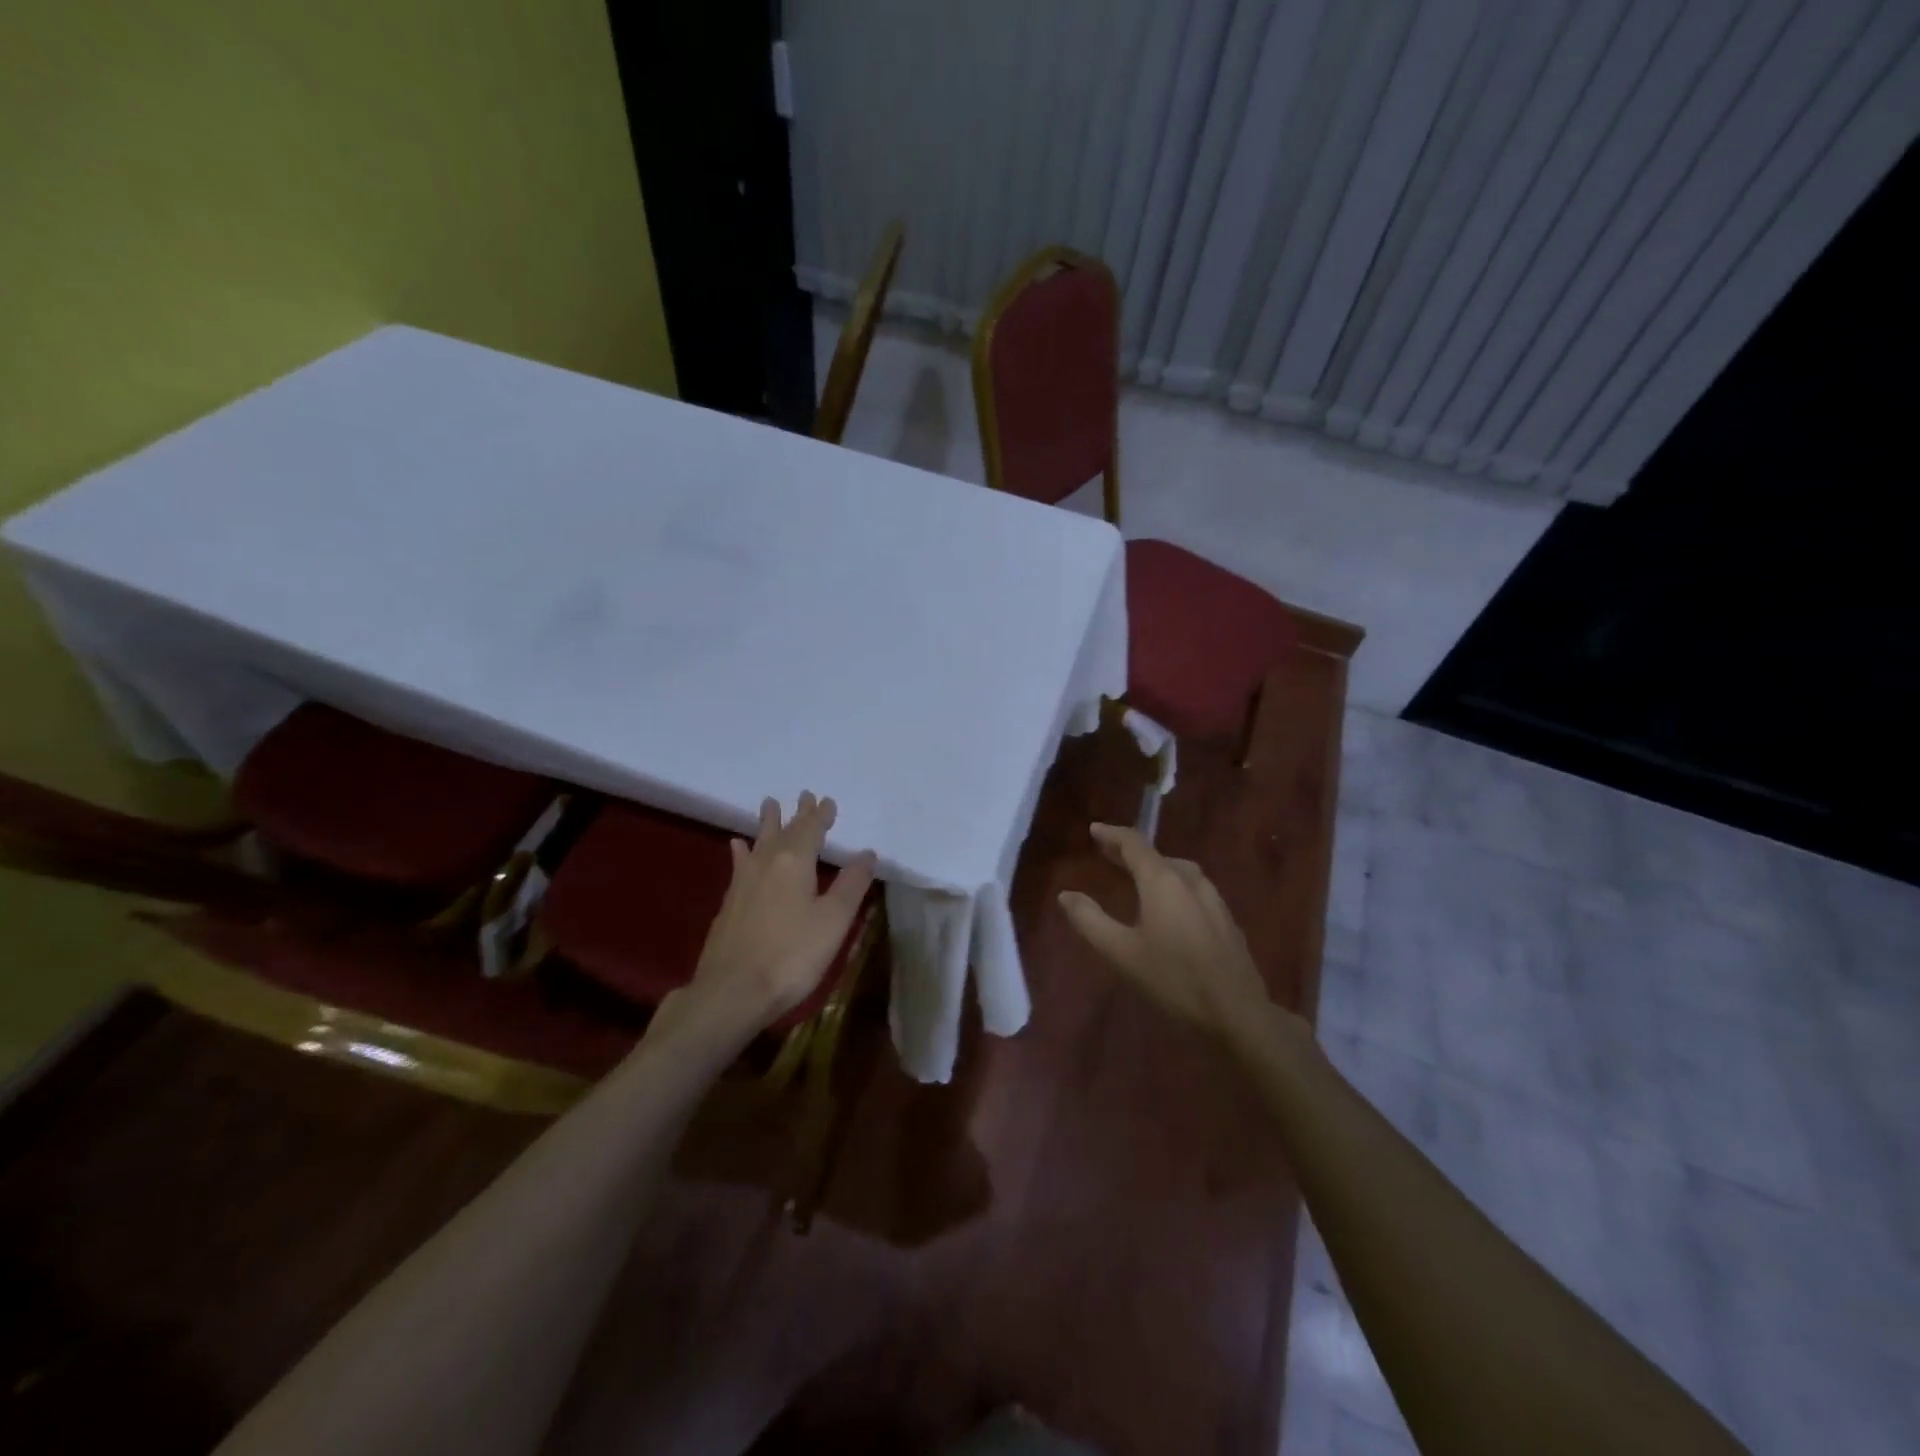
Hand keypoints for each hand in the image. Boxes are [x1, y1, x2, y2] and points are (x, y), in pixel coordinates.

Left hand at [670, 792, 877, 1043]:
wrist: (732, 991)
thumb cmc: (792, 955)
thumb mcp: (833, 921)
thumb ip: (851, 884)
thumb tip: (867, 853)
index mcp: (795, 863)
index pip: (811, 830)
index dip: (821, 815)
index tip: (828, 801)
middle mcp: (767, 864)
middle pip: (784, 832)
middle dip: (797, 814)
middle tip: (803, 795)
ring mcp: (743, 883)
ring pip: (759, 843)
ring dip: (767, 823)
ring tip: (768, 804)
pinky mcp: (729, 903)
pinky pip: (740, 863)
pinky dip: (742, 851)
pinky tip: (737, 847)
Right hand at [1058, 822, 1272, 1043]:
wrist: (1238, 1012)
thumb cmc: (1174, 978)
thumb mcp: (1121, 952)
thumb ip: (1090, 920)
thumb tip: (1066, 895)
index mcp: (1162, 881)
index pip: (1134, 844)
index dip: (1112, 834)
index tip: (1094, 830)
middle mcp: (1190, 880)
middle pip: (1156, 855)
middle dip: (1130, 851)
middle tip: (1107, 853)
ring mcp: (1213, 898)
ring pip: (1178, 870)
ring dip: (1154, 867)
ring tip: (1136, 876)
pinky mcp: (1225, 918)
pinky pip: (1192, 888)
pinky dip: (1172, 884)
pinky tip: (1169, 905)